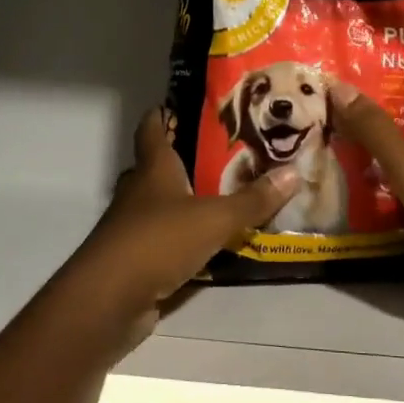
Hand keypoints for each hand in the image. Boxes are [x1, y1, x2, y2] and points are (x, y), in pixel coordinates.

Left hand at [49, 107, 301, 358]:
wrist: (110, 299)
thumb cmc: (158, 241)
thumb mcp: (214, 219)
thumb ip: (252, 200)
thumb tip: (293, 173)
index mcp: (153, 170)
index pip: (152, 129)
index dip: (163, 114)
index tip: (183, 103)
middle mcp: (138, 192)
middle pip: (155, 168)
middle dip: (182, 161)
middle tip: (222, 156)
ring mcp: (132, 228)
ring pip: (159, 206)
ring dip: (184, 203)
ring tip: (223, 198)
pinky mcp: (135, 260)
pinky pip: (163, 242)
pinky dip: (183, 240)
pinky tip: (210, 245)